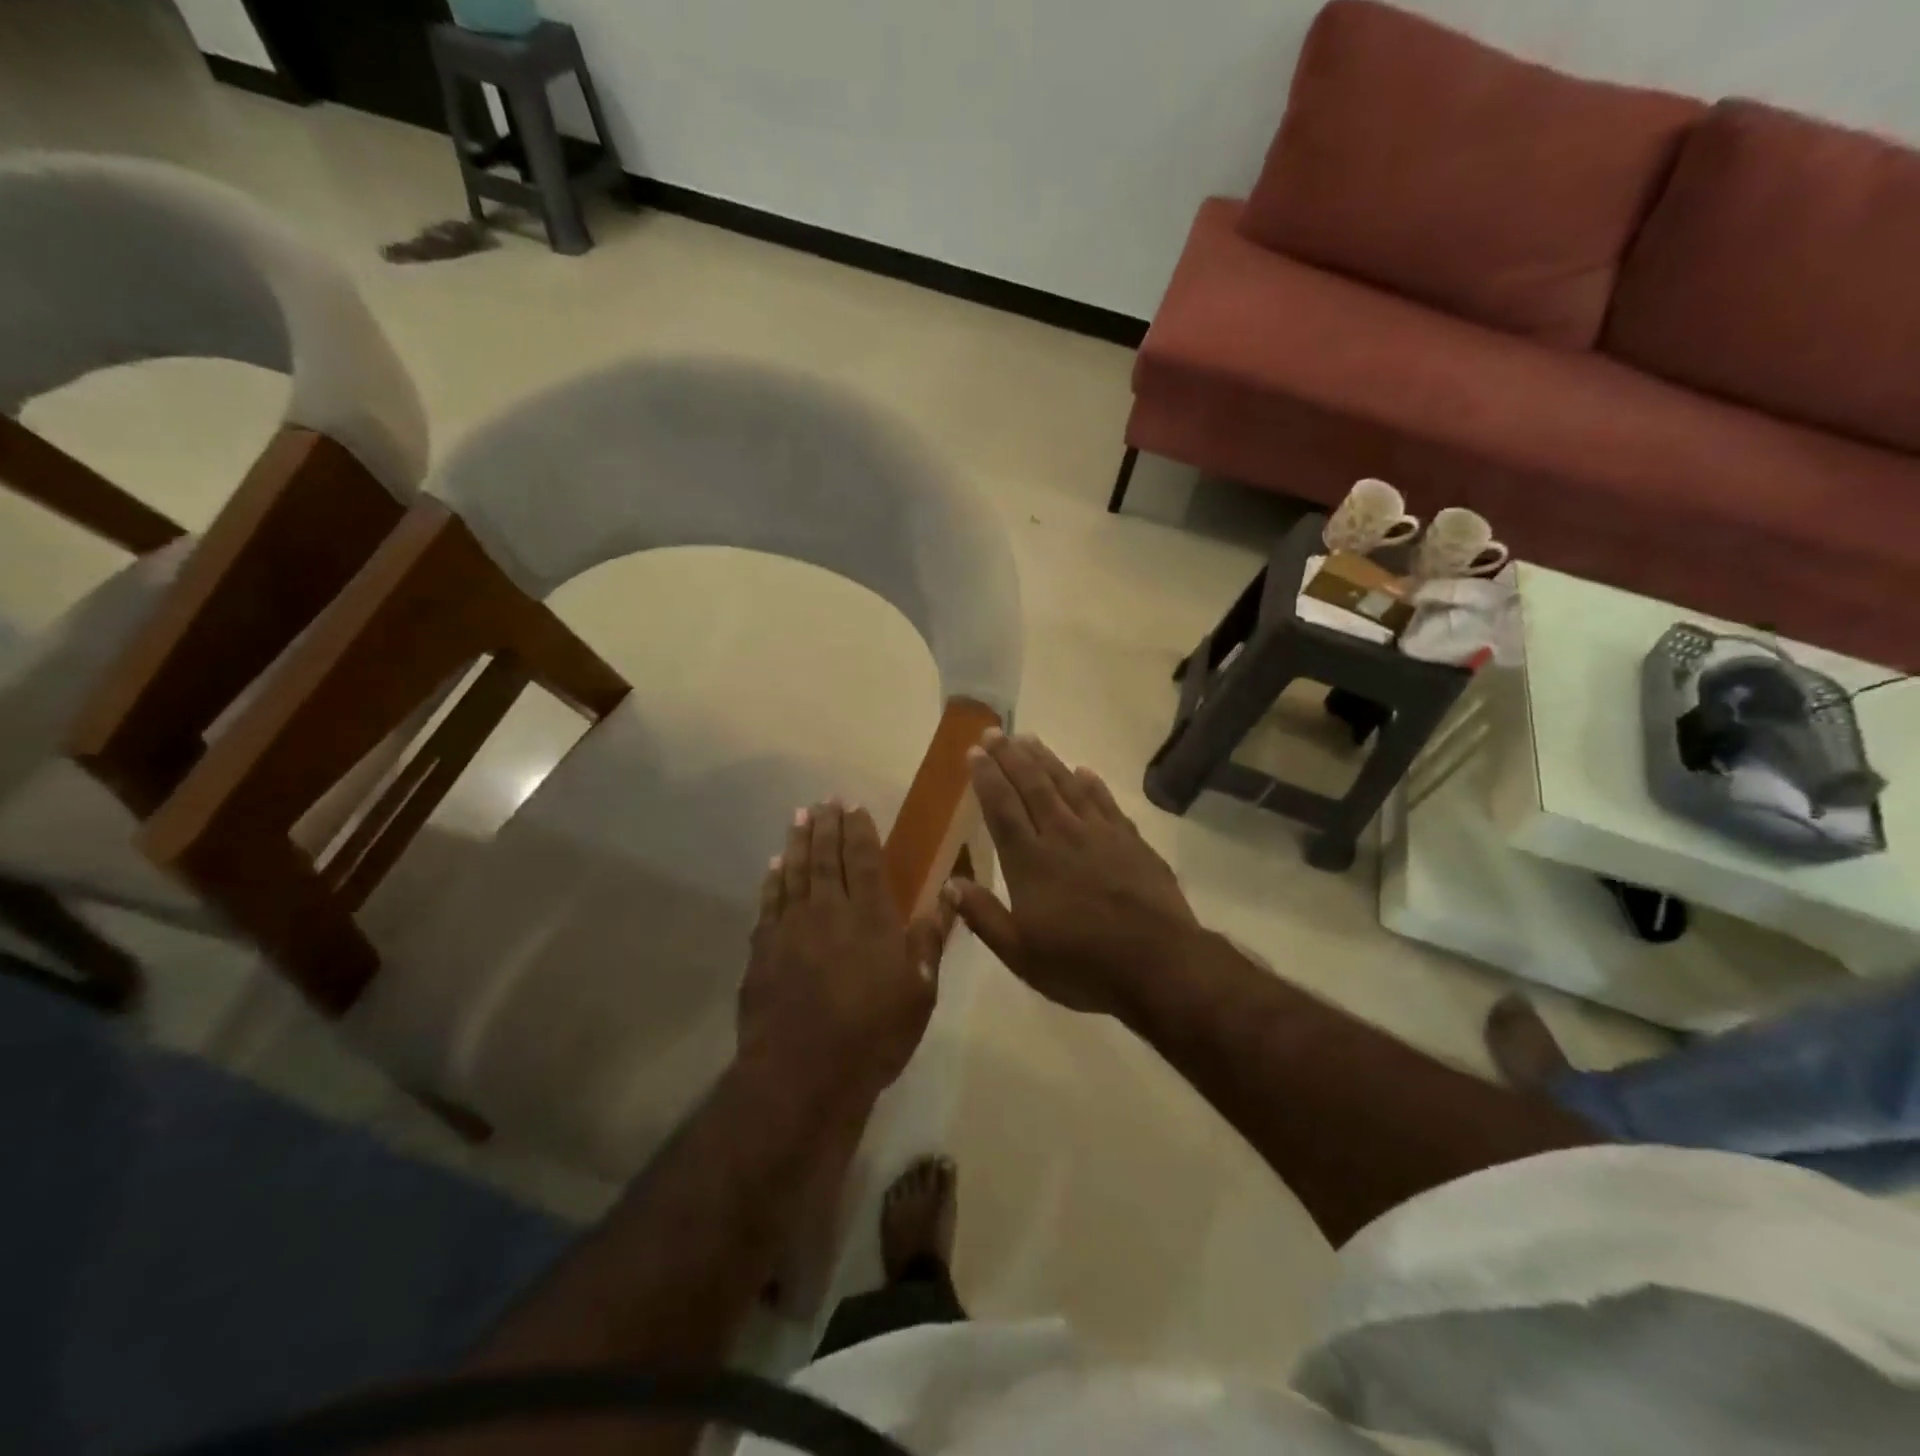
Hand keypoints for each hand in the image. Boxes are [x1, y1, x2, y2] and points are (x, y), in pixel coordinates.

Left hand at [738, 801, 954, 1102]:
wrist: (804, 1073)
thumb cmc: (874, 1034)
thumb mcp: (919, 991)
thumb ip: (930, 938)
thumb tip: (950, 893)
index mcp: (871, 917)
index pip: (865, 860)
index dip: (860, 831)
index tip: (854, 806)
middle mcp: (829, 910)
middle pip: (826, 857)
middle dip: (826, 826)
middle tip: (823, 800)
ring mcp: (791, 928)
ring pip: (795, 872)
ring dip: (797, 841)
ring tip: (799, 816)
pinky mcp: (763, 949)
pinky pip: (769, 902)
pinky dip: (773, 879)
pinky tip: (774, 865)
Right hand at [947, 731, 1200, 1018]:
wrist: (1159, 964)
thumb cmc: (1082, 965)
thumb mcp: (1021, 955)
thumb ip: (983, 917)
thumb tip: (949, 884)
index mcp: (1030, 862)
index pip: (1002, 809)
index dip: (986, 778)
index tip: (974, 751)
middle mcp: (1062, 836)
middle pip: (1032, 786)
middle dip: (1010, 757)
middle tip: (995, 731)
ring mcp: (1100, 835)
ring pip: (1067, 786)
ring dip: (1046, 760)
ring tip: (1029, 739)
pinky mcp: (1132, 841)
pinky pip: (1106, 802)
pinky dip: (1092, 784)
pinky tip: (1083, 771)